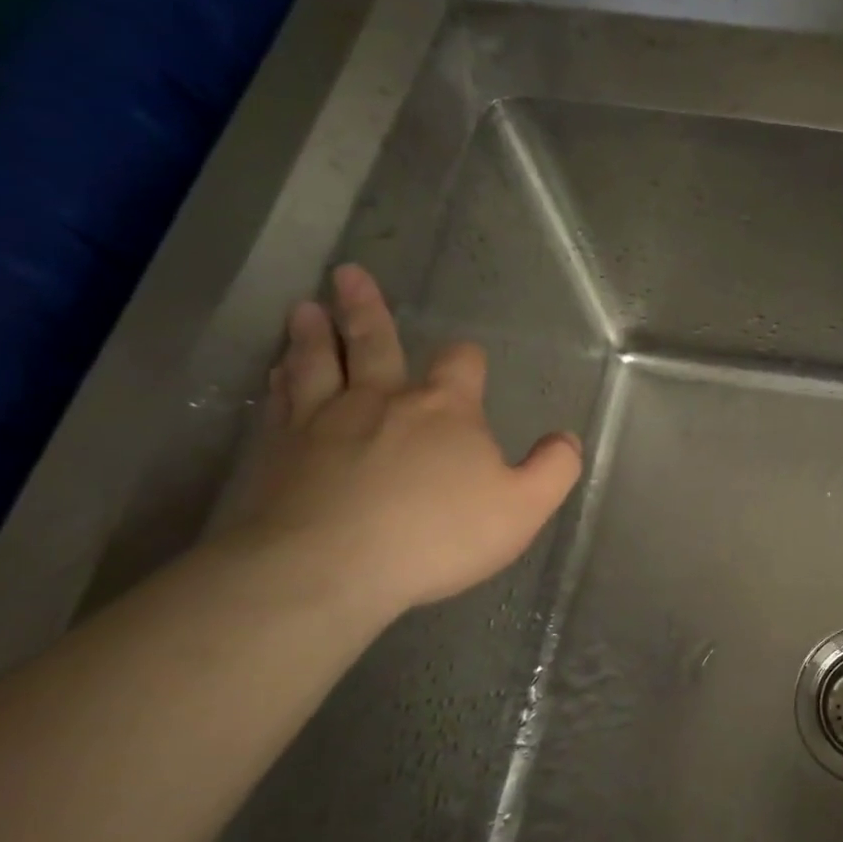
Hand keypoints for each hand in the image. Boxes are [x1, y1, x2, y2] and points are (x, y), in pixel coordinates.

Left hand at [237, 264, 581, 617]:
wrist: (327, 567)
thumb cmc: (437, 534)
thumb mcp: (523, 507)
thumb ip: (553, 469)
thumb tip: (567, 439)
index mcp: (445, 409)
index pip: (461, 364)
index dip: (466, 358)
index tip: (467, 358)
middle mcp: (382, 400)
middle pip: (373, 342)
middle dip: (366, 310)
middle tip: (348, 274)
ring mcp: (322, 420)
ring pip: (317, 362)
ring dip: (313, 334)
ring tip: (305, 309)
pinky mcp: (277, 450)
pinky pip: (280, 401)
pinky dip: (280, 380)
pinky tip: (275, 373)